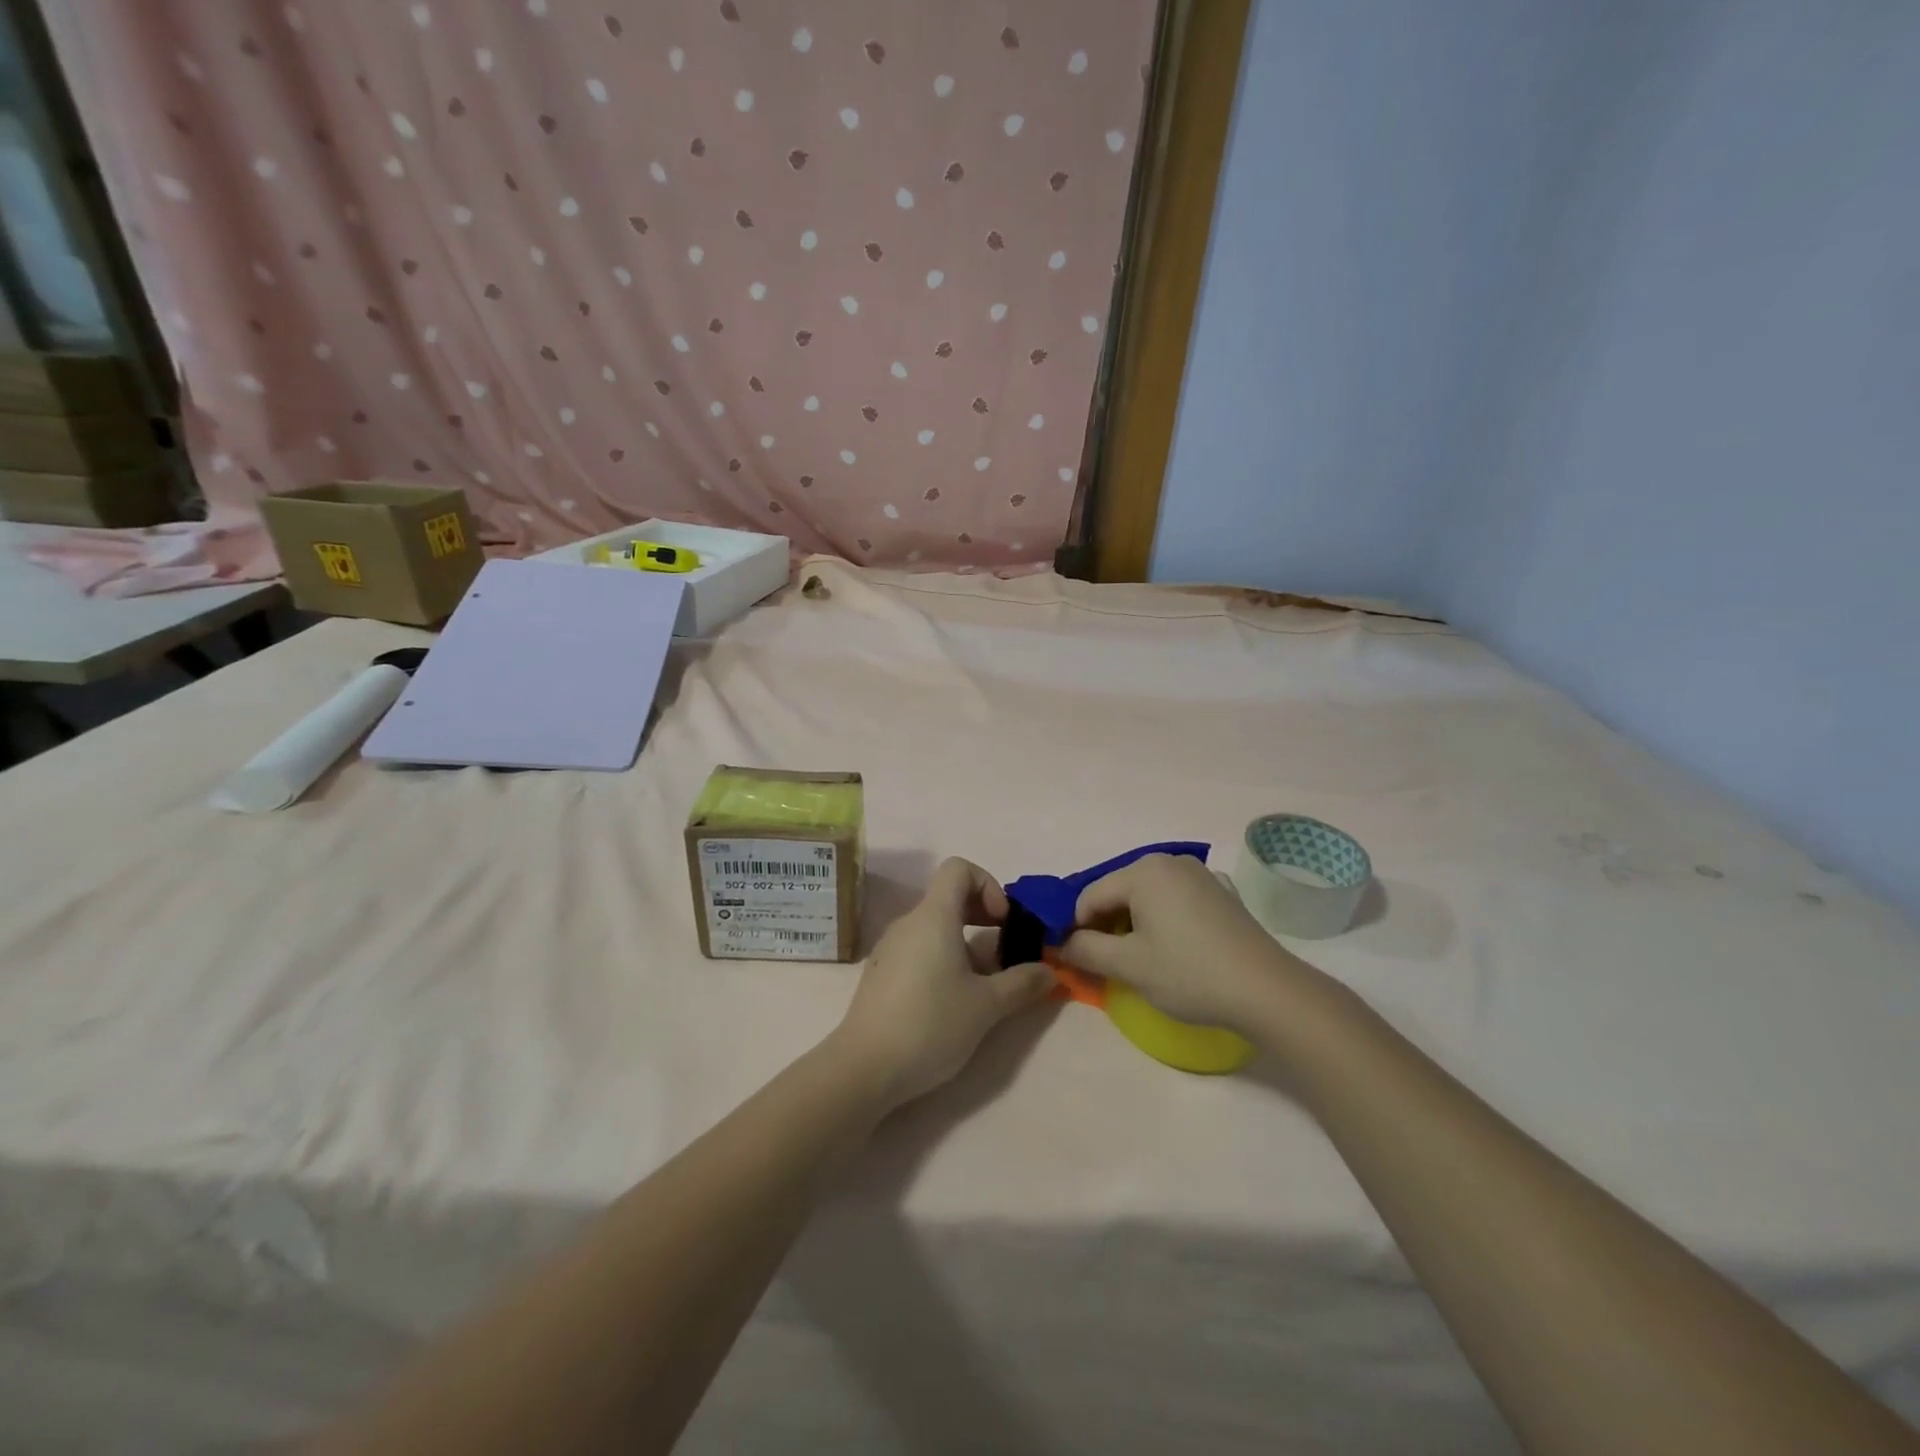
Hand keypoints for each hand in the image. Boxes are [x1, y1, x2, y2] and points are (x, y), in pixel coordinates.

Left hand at [832, 858, 1052, 1109]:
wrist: (864, 1068)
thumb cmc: (930, 1025)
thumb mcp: (986, 1006)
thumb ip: (1022, 983)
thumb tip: (1049, 972)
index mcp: (933, 917)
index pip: (958, 868)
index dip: (988, 884)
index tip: (1003, 922)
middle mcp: (909, 923)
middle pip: (949, 897)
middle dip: (983, 915)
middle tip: (1004, 949)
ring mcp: (891, 948)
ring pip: (935, 927)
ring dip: (966, 944)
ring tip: (984, 985)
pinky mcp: (882, 973)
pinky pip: (919, 949)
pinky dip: (943, 959)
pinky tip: (953, 1001)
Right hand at [1060, 853, 1306, 1030]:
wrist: (1268, 991)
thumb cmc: (1190, 973)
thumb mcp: (1129, 966)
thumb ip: (1086, 950)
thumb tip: (1061, 943)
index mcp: (1144, 870)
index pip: (1090, 896)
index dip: (1077, 928)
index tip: (1076, 960)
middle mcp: (1170, 861)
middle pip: (1118, 891)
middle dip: (1106, 925)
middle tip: (1108, 964)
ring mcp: (1199, 875)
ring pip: (1146, 896)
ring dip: (1134, 924)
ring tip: (1141, 960)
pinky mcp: (1221, 893)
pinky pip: (1175, 901)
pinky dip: (1163, 920)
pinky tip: (1174, 949)